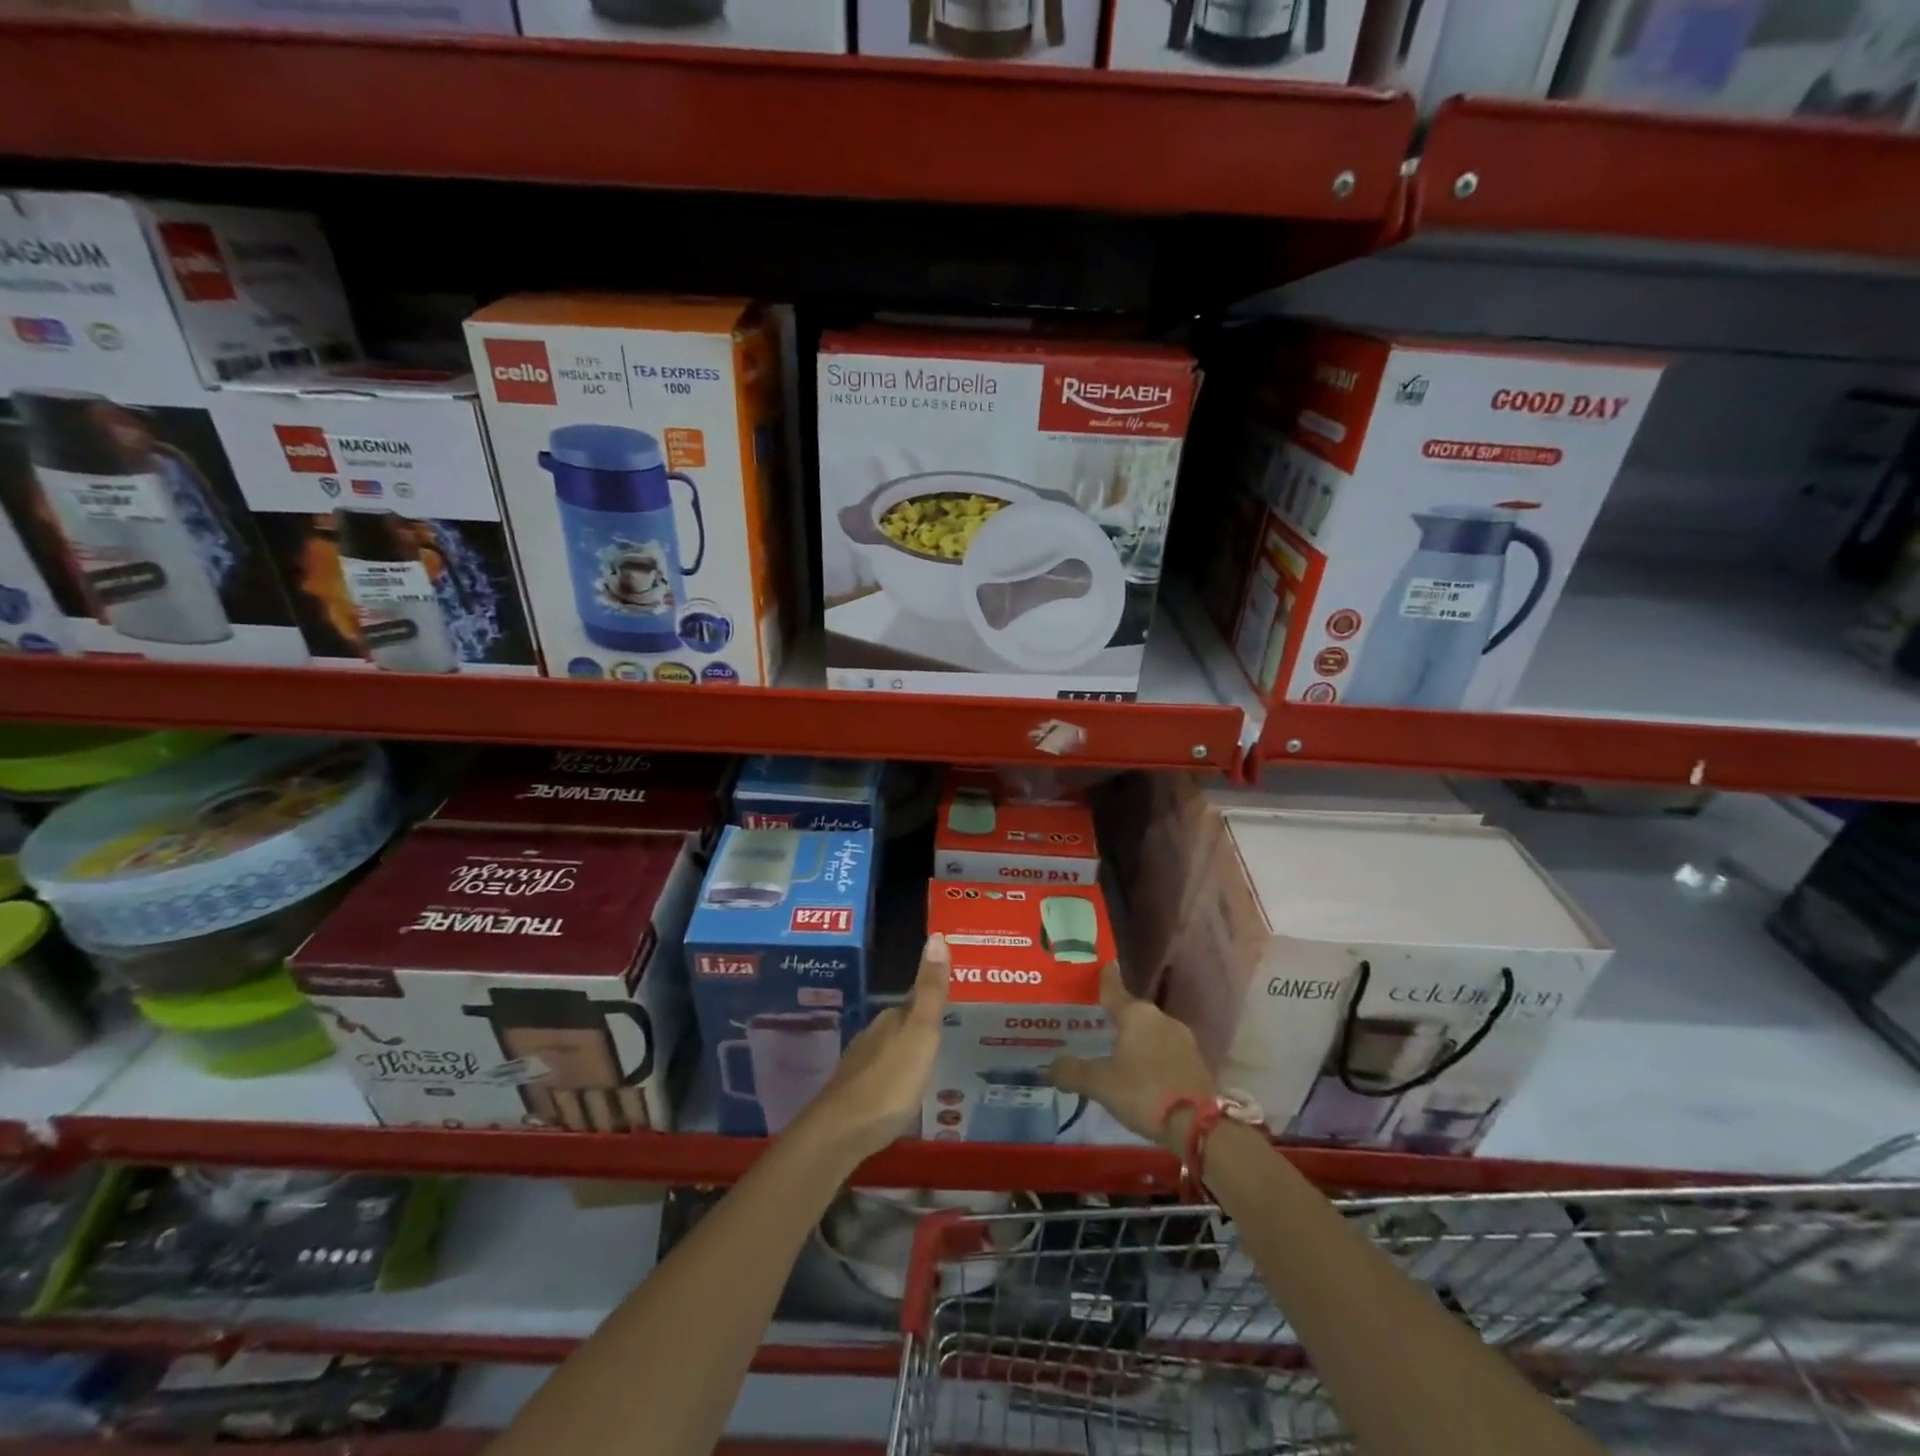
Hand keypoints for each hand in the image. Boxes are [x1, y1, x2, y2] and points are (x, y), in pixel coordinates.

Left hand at [800, 933, 949, 1161]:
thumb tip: (937, 936)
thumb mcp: (920, 1033)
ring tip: (930, 1067)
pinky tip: (903, 1094)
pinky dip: (895, 1079)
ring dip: (907, 1055)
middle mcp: (873, 1035)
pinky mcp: (853, 1095)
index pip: (916, 1001)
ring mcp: (860, 1065)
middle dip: (920, 1029)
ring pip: (889, 1051)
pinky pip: (881, 1077)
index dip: (933, 1002)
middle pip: (901, 1026)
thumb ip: (930, 991)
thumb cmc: (889, 1081)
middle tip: (948, 1038)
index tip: (953, 1005)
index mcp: (892, 1019)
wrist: (840, 1132)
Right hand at [1051, 962, 1213, 1152]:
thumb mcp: (1100, 1084)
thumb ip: (1072, 1072)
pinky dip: (1152, 1055)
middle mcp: (1160, 1018)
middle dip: (1116, 1018)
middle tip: (1097, 1024)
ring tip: (1117, 1052)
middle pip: (1132, 1012)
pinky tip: (1142, 1072)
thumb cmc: (1143, 1092)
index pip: (1114, 989)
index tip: (1104, 965)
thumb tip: (1050, 1066)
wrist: (1198, 1126)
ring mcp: (1182, 1038)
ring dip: (1136, 1039)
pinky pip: (1165, 1050)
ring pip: (1150, 1032)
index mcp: (1136, 1014)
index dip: (1106, 979)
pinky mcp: (1195, 1061)